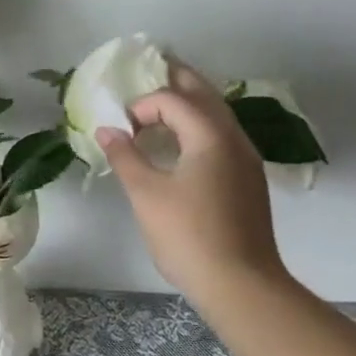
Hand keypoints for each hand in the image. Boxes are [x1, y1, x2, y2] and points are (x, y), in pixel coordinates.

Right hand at [96, 59, 286, 304]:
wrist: (242, 287)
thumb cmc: (189, 235)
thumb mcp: (146, 194)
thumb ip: (125, 155)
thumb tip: (107, 129)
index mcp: (210, 135)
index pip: (172, 99)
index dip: (142, 105)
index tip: (121, 129)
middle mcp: (234, 138)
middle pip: (204, 95)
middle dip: (176, 80)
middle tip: (150, 68)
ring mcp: (246, 160)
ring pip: (217, 115)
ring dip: (189, 104)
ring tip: (161, 105)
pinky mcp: (248, 181)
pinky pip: (221, 136)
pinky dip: (199, 127)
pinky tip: (182, 145)